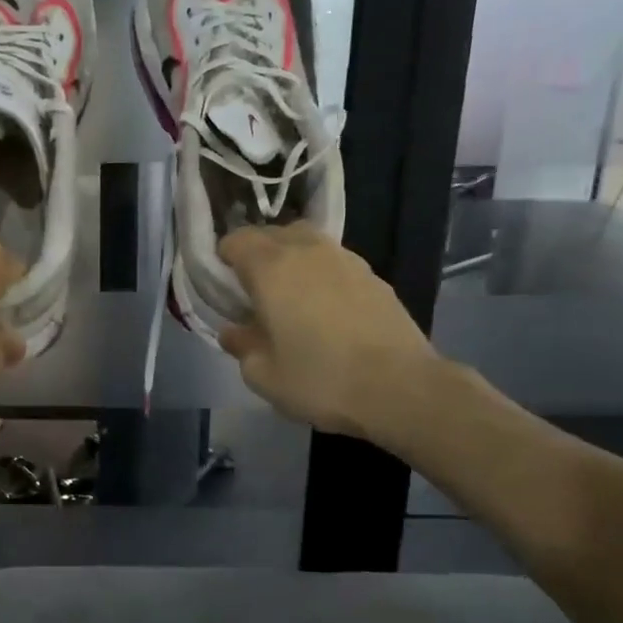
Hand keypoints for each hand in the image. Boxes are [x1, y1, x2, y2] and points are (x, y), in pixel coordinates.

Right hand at [217, 223, 437, 438]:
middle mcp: (307, 250)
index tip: (223, 288)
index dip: (223, 260)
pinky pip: (334, 262)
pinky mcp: (373, 276)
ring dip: (291, 261)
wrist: (400, 388)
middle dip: (256, 255)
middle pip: (271, 234)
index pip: (235, 240)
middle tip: (252, 293)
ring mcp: (345, 259)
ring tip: (291, 298)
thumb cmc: (320, 380)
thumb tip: (233, 331)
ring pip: (306, 243)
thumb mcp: (263, 374)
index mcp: (271, 268)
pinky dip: (321, 275)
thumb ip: (241, 345)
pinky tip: (326, 310)